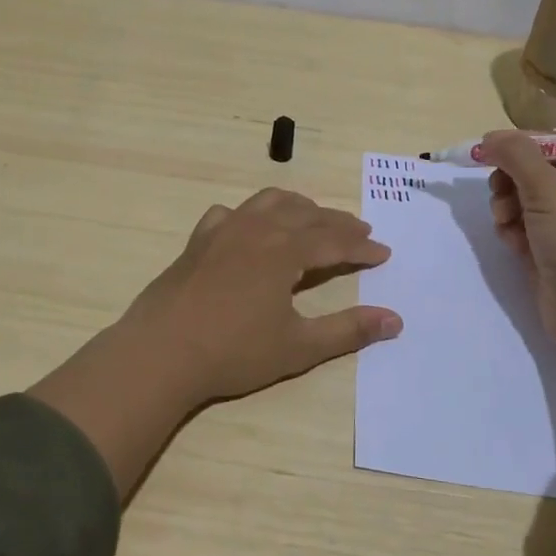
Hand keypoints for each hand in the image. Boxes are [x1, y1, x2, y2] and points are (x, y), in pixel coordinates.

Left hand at [30, 188, 401, 497]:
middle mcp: (257, 229)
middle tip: (360, 232)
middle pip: (306, 214)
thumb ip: (348, 330)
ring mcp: (223, 231)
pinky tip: (248, 227)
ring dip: (298, 206)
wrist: (161, 352)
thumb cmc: (234, 352)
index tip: (383, 253)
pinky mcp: (198, 241)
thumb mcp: (299, 347)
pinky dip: (249, 214)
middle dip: (337, 222)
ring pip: (268, 202)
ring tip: (313, 217)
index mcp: (285, 251)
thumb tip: (395, 320)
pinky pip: (229, 213)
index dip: (362, 246)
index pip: (334, 240)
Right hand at [484, 130, 555, 366]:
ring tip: (504, 222)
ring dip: (507, 207)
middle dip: (511, 181)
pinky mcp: (553, 257)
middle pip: (537, 175)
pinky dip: (513, 233)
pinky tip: (510, 242)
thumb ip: (516, 155)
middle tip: (498, 191)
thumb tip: (491, 137)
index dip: (522, 146)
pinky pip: (525, 232)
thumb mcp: (547, 187)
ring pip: (526, 204)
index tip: (490, 151)